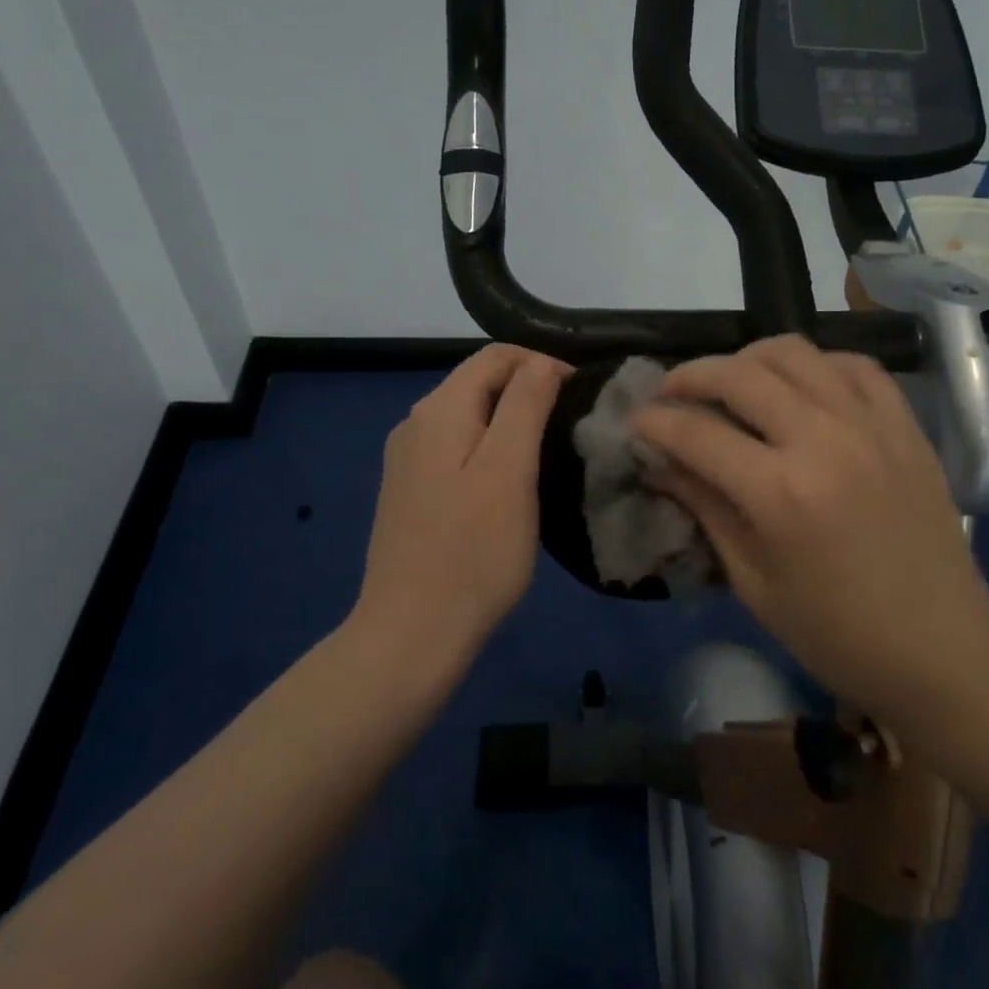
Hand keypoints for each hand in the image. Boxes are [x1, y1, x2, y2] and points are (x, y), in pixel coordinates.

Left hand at [351, 345, 568, 681]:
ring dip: (510, 420)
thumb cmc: (474, 550)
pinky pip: (456, 448)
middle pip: (479, 382)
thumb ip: (525, 404)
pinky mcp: (409, 490)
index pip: (496, 356)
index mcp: (439, 409)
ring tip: (549, 450)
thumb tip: (542, 362)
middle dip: (528, 390)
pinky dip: (489, 448)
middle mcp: (415, 422)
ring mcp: (407, 459)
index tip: (581, 396)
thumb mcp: (510, 469)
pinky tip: (510, 481)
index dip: (542, 363)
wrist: (412, 632)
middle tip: (571, 424)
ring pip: (469, 416)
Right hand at [630, 336, 988, 720]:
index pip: (697, 434)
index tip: (634, 421)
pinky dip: (815, 365)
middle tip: (670, 394)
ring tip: (730, 383)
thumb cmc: (836, 634)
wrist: (943, 649)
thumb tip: (659, 464)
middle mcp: (824, 441)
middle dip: (690, 377)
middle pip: (739, 375)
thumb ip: (705, 508)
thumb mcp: (753, 582)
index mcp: (780, 494)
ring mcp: (870, 425)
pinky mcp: (905, 425)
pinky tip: (799, 387)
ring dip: (747, 359)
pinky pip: (854, 364)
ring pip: (794, 353)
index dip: (654, 422)